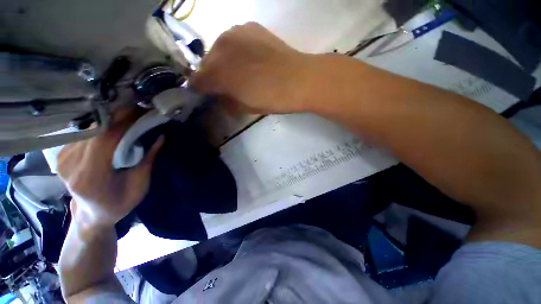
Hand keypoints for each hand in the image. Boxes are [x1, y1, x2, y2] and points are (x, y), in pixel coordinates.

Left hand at [57, 110, 163, 230]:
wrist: (92, 214)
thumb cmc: (119, 203)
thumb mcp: (140, 184)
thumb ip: (149, 159)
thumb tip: (161, 136)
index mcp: (90, 177)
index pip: (105, 139)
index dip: (124, 122)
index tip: (142, 112)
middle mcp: (70, 165)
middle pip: (95, 131)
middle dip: (118, 117)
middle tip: (139, 110)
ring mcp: (62, 159)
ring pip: (89, 129)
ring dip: (110, 120)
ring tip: (128, 117)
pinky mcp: (61, 155)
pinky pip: (83, 133)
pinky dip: (100, 127)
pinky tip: (112, 126)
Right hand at [190, 22, 312, 113]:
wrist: (299, 80)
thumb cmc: (271, 99)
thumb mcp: (246, 108)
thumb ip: (227, 104)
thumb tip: (221, 99)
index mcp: (217, 73)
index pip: (197, 82)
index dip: (201, 91)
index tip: (209, 96)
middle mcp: (220, 47)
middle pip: (206, 64)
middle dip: (212, 76)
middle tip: (226, 86)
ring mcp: (235, 33)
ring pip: (218, 50)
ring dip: (223, 62)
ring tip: (240, 72)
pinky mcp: (250, 27)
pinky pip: (234, 40)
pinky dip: (236, 51)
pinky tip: (250, 59)